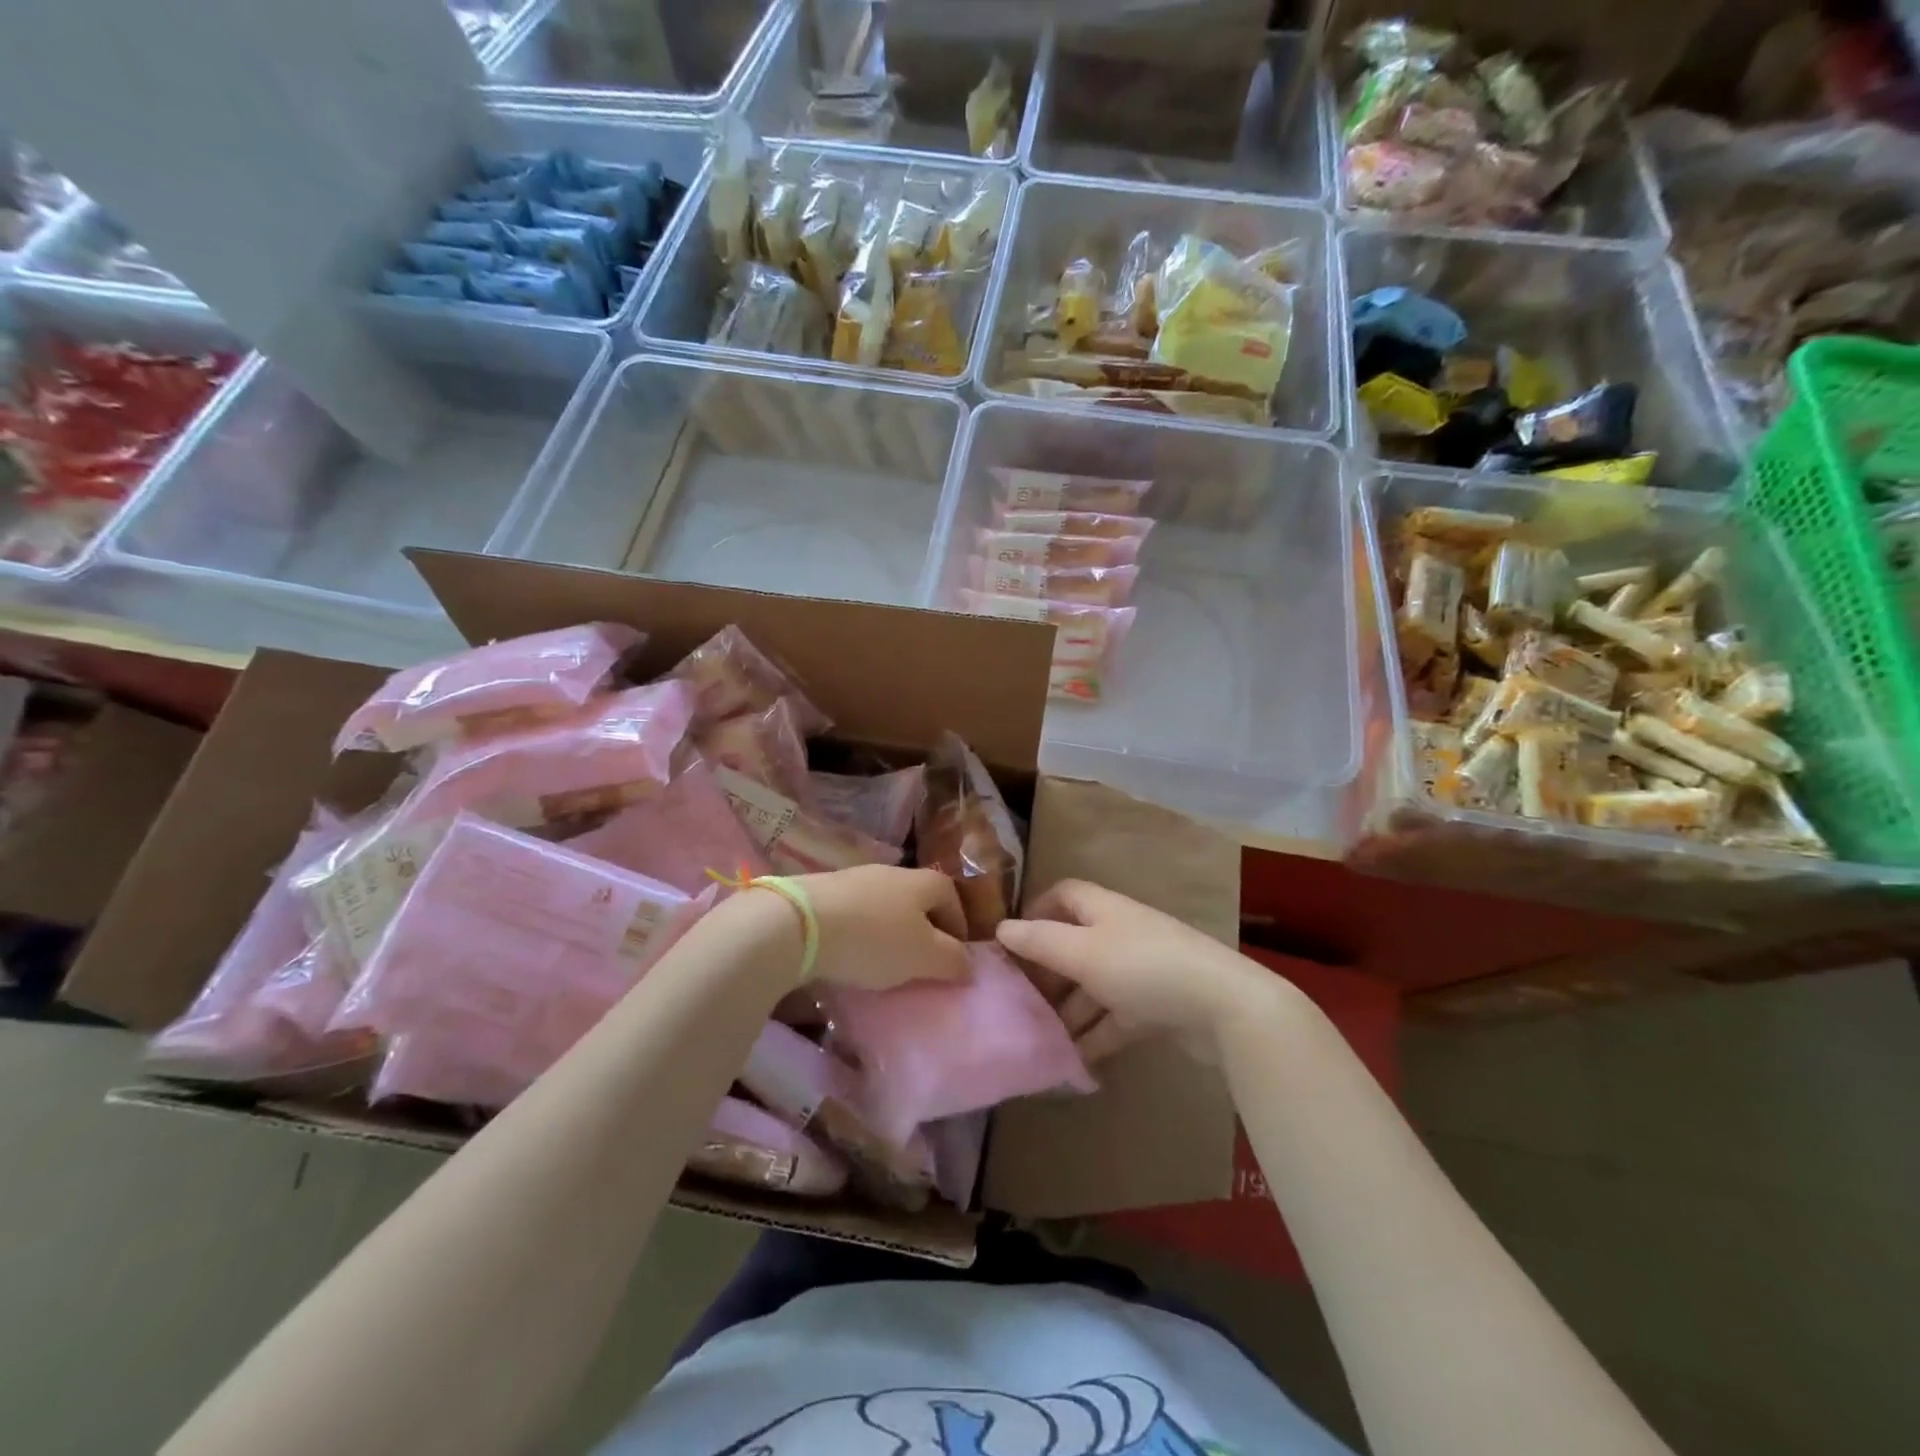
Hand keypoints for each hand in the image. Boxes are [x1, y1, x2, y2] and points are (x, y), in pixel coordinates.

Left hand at [786, 865, 970, 990]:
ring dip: (890, 932)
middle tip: (921, 964)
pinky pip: (854, 913)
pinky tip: (851, 956)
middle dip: (924, 929)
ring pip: (884, 906)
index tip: (956, 958)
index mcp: (923, 881)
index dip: (959, 926)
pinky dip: (860, 933)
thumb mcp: (923, 956)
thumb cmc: (874, 939)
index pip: (952, 896)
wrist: (800, 923)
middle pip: (917, 899)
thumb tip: (968, 964)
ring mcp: (854, 878)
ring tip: (884, 965)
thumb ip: (952, 960)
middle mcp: (892, 872)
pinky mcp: (823, 892)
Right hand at [996, 879, 1278, 1062]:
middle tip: (1017, 1000)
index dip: (1037, 911)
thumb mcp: (1082, 953)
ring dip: (1068, 1010)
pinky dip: (1094, 1035)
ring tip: (1038, 1038)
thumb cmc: (1143, 968)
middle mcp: (1121, 934)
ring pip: (1093, 986)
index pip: (1064, 895)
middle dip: (1047, 971)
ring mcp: (1141, 971)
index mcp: (1104, 910)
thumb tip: (1001, 928)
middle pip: (1075, 944)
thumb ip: (1040, 941)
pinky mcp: (1157, 1007)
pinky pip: (1115, 1018)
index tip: (1011, 941)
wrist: (1223, 1007)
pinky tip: (1071, 1061)